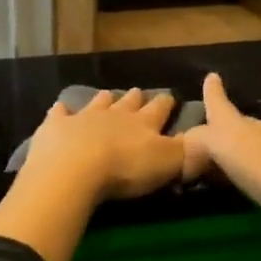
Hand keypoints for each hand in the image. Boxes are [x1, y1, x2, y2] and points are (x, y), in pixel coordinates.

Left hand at [20, 88, 186, 203]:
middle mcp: (115, 115)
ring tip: (107, 94)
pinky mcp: (56, 127)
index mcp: (143, 124)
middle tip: (138, 91)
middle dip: (136, 98)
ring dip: (104, 100)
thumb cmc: (125, 168)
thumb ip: (187, 154)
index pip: (159, 109)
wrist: (74, 169)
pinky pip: (59, 114)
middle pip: (128, 103)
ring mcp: (83, 118)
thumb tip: (205, 143)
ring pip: (97, 103)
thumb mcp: (167, 164)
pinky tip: (60, 108)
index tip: (170, 96)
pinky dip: (61, 111)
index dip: (166, 103)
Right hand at [182, 73, 260, 228]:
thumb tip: (187, 143)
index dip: (214, 93)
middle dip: (234, 124)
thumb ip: (203, 141)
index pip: (222, 106)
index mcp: (243, 128)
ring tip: (245, 156)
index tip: (212, 76)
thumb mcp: (225, 149)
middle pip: (247, 123)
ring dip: (257, 145)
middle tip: (219, 132)